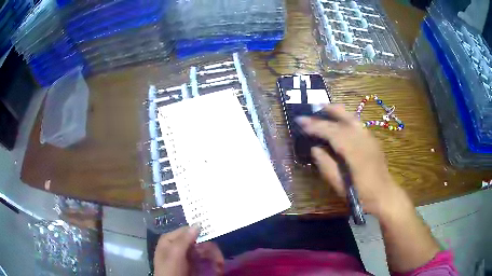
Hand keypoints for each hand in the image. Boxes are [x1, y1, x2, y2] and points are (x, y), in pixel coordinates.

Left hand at [154, 226, 224, 275]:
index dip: (200, 233)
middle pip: (197, 241)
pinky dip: (211, 263)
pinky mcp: (191, 264)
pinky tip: (217, 269)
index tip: (213, 237)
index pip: (187, 230)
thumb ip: (184, 239)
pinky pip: (203, 259)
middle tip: (218, 258)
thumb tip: (197, 224)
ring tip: (219, 265)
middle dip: (210, 249)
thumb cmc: (171, 271)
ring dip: (213, 257)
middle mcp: (177, 245)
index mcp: (170, 240)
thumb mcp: (175, 255)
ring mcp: (184, 256)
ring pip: (203, 250)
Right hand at [296, 105, 407, 216]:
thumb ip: (325, 165)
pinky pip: (357, 123)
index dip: (315, 125)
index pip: (331, 131)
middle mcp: (362, 138)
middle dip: (324, 112)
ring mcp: (369, 137)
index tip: (300, 122)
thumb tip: (315, 148)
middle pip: (342, 119)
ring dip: (337, 111)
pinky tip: (340, 121)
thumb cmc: (361, 194)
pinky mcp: (372, 140)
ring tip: (323, 109)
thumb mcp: (339, 185)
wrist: (384, 195)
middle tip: (310, 111)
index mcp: (353, 150)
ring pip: (351, 117)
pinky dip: (345, 118)